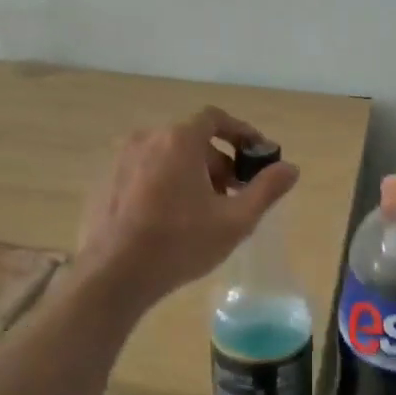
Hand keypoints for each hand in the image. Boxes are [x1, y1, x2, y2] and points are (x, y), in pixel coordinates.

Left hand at [75, 107, 299, 308]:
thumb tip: (291, 168)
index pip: (215, 118)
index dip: (240, 132)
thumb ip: (266, 189)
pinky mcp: (105, 182)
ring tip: (203, 211)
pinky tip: (170, 220)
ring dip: (191, 174)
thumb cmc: (179, 244)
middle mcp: (146, 139)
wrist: (112, 276)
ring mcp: (120, 160)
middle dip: (218, 162)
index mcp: (179, 140)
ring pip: (167, 157)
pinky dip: (164, 184)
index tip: (256, 154)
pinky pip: (144, 172)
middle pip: (192, 140)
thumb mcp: (235, 221)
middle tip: (233, 195)